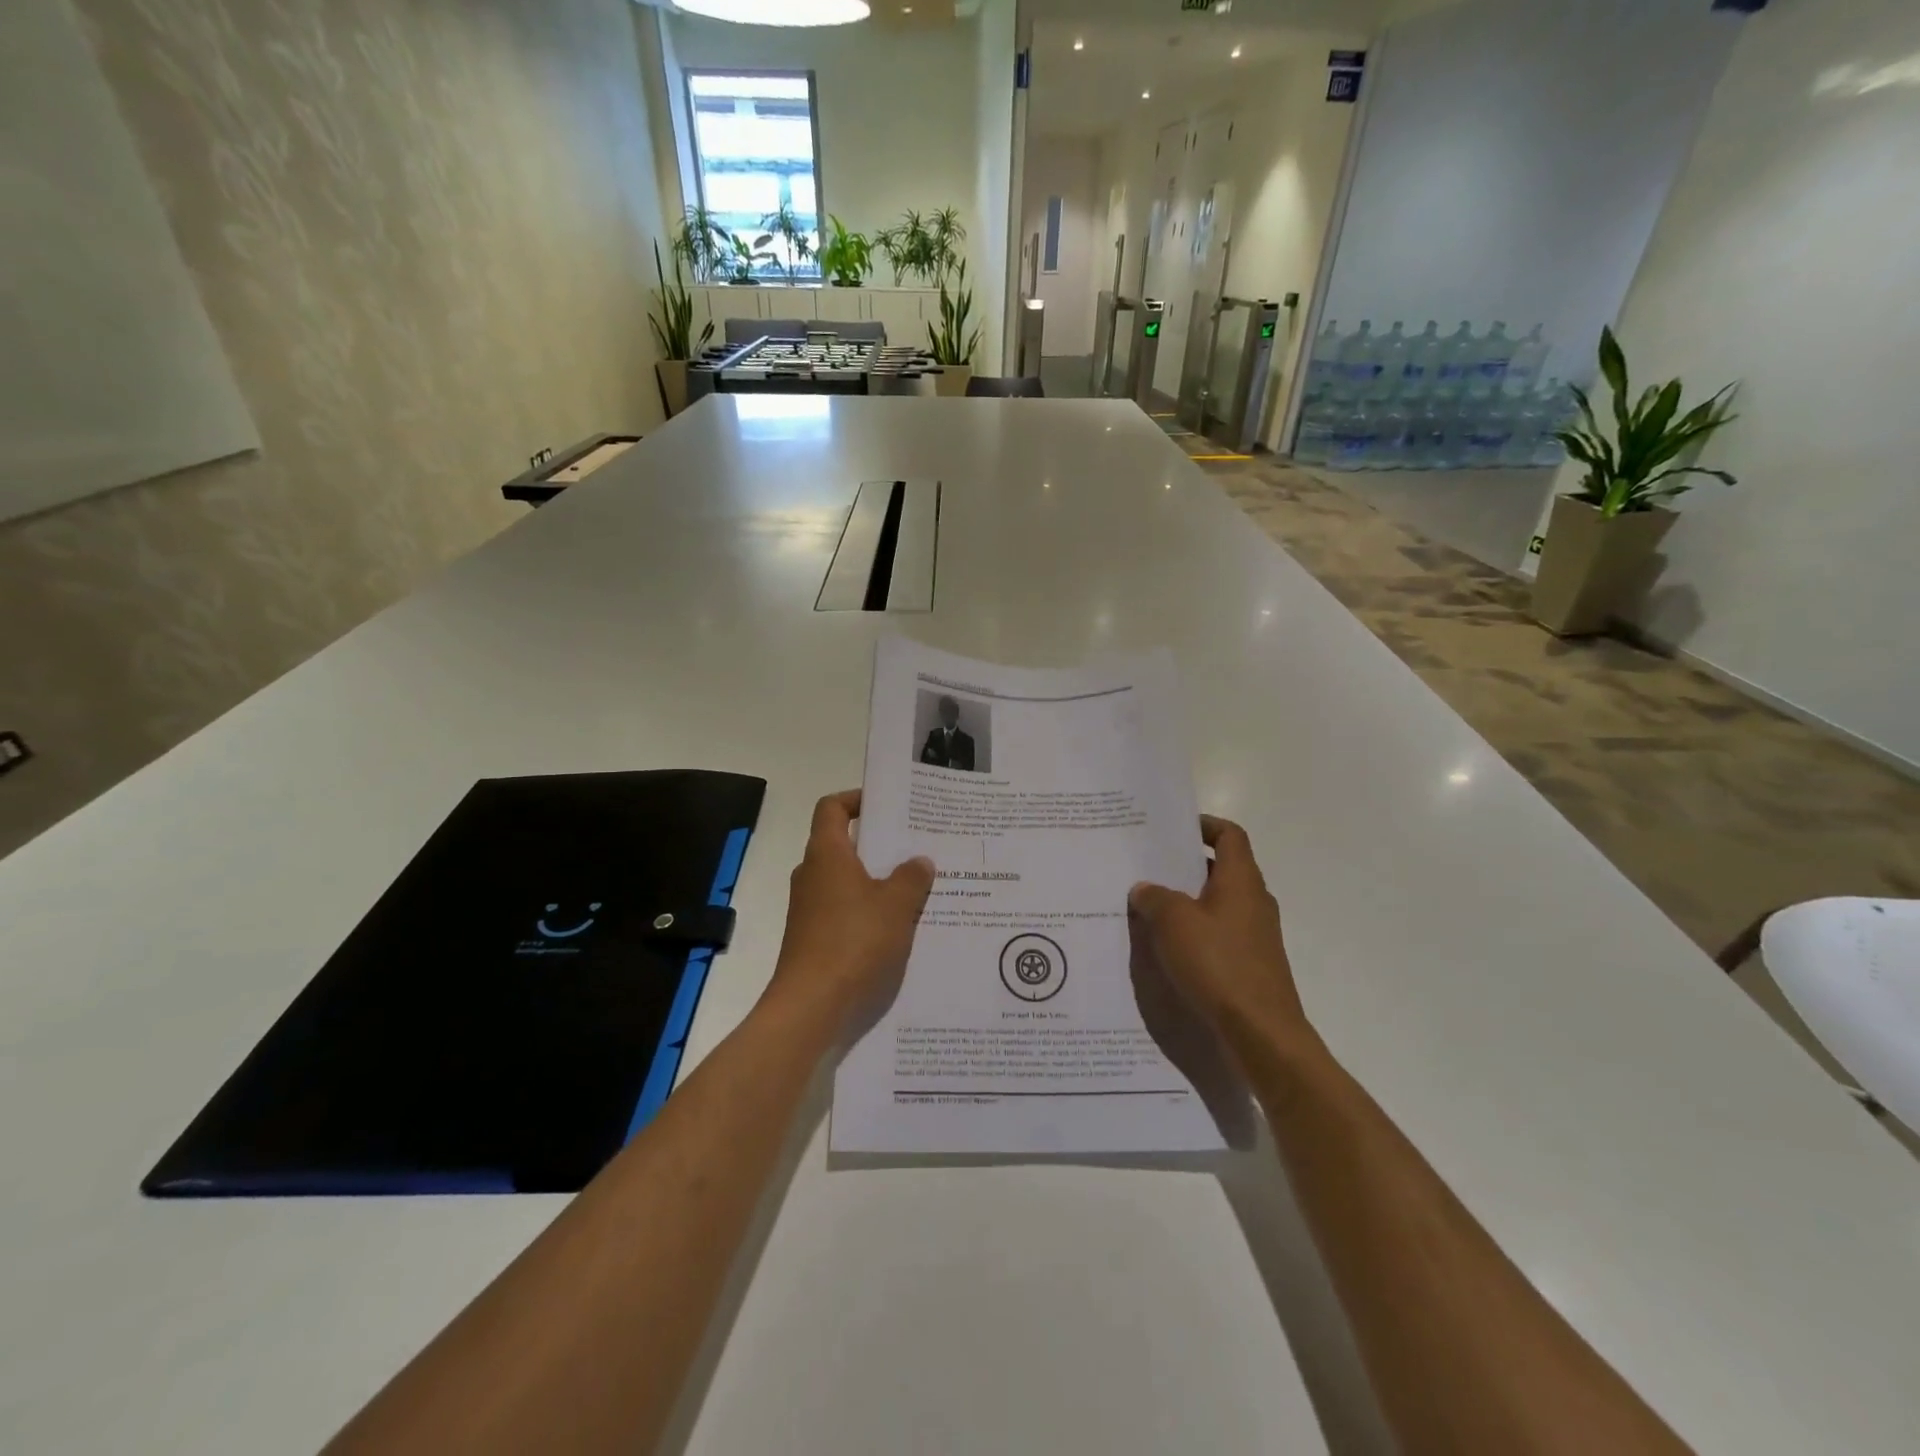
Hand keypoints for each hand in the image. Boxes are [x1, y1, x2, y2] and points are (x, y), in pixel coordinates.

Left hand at [768, 791, 933, 1030]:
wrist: (811, 1005)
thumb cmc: (854, 941)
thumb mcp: (896, 905)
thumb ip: (911, 877)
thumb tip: (919, 861)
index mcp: (827, 854)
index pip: (832, 807)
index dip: (857, 799)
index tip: (888, 806)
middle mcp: (812, 874)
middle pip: (842, 843)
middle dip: (878, 843)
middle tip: (916, 845)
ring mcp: (809, 907)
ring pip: (846, 879)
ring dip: (876, 879)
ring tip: (916, 886)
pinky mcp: (813, 936)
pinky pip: (844, 908)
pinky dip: (867, 908)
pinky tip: (898, 924)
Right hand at [1129, 816, 1311, 1059]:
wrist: (1261, 1033)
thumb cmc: (1218, 964)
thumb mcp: (1174, 923)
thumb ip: (1155, 898)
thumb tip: (1144, 889)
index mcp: (1241, 881)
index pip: (1230, 835)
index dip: (1204, 825)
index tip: (1174, 829)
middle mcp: (1253, 902)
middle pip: (1221, 869)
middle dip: (1185, 866)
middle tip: (1147, 867)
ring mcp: (1255, 935)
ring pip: (1217, 904)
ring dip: (1186, 902)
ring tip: (1148, 907)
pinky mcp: (1251, 965)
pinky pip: (1218, 935)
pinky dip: (1194, 932)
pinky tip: (1166, 948)